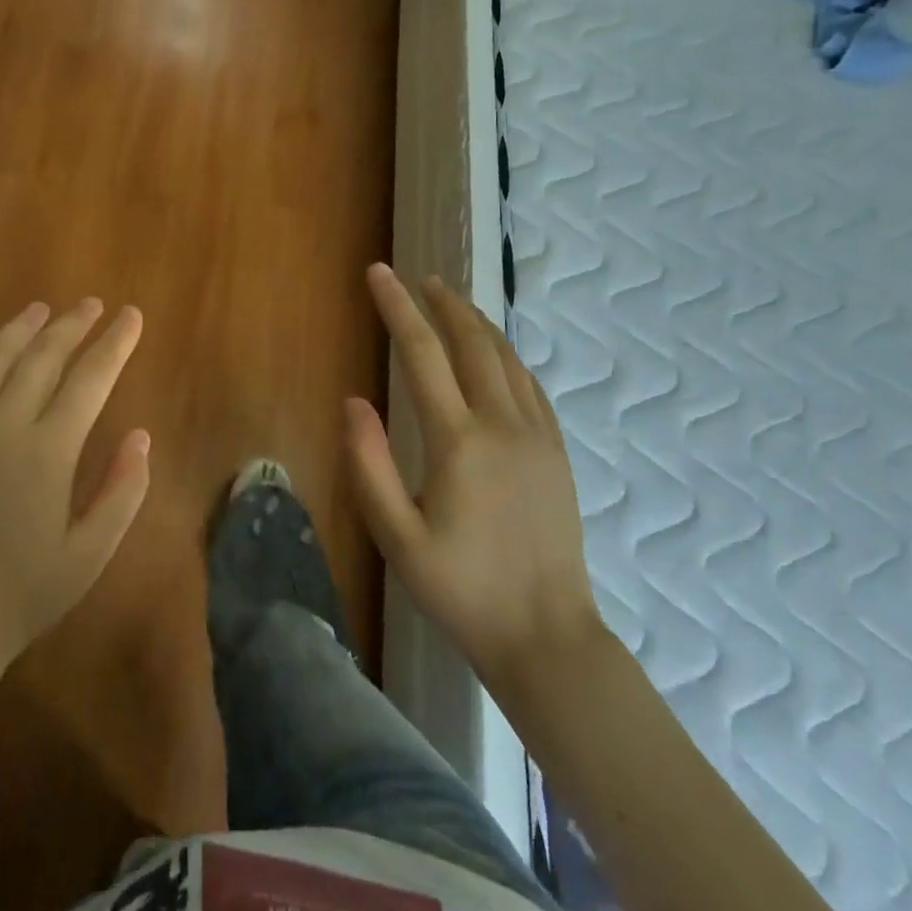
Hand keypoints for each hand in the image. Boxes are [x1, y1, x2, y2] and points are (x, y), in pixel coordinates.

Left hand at [0, 299, 150, 672]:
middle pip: (42, 357)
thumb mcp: (90, 554)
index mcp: (47, 452)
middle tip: (93, 304)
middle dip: (72, 325)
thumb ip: (122, 492)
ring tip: (43, 309)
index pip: (90, 378)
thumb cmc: (24, 593)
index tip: (131, 317)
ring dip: (22, 328)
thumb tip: (141, 436)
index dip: (114, 343)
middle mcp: (3, 427)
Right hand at [346, 264, 600, 675]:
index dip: (397, 308)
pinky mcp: (557, 452)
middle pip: (471, 341)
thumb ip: (369, 466)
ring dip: (475, 322)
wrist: (546, 637)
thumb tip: (353, 401)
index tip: (378, 273)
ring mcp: (537, 436)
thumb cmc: (461, 590)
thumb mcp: (397, 538)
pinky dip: (506, 354)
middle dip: (442, 302)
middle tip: (418, 278)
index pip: (422, 354)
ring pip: (506, 357)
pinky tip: (495, 353)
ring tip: (451, 302)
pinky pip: (530, 384)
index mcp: (459, 441)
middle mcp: (503, 424)